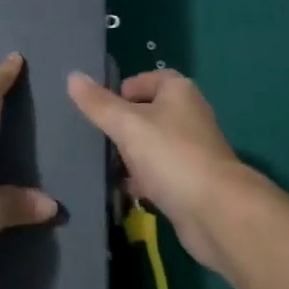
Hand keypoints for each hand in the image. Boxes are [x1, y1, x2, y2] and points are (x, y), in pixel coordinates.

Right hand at [67, 69, 245, 269]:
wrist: (217, 212)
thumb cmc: (171, 156)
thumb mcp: (127, 125)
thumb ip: (98, 103)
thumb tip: (72, 76)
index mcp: (178, 91)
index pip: (146, 78)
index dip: (122, 90)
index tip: (98, 108)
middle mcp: (188, 115)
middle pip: (147, 113)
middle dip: (121, 127)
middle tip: (95, 139)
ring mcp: (192, 150)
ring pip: (152, 146)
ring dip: (130, 156)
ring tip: (102, 166)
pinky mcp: (191, 182)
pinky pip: (159, 174)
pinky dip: (142, 180)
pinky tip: (123, 192)